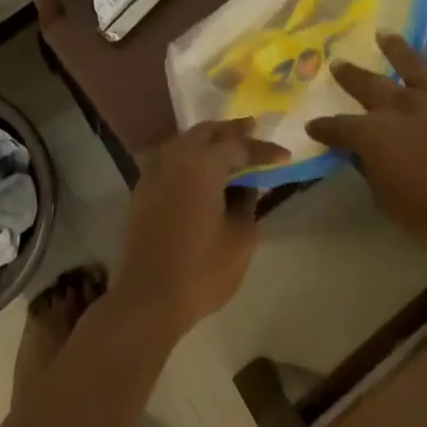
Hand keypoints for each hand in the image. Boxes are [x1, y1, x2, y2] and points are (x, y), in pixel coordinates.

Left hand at [116, 119, 287, 337]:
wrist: (148, 298)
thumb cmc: (202, 269)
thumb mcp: (241, 239)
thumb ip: (247, 204)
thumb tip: (246, 186)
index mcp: (202, 165)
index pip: (238, 146)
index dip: (263, 150)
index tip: (284, 155)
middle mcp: (175, 159)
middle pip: (205, 132)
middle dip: (230, 130)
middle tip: (252, 128)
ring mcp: (153, 173)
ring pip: (182, 142)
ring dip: (206, 139)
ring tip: (227, 145)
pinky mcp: (142, 191)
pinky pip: (168, 159)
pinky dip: (187, 155)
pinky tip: (197, 168)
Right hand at [307, 31, 426, 253]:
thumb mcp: (390, 204)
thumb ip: (373, 174)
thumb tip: (364, 157)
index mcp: (374, 135)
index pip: (339, 128)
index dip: (325, 128)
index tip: (313, 126)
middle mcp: (402, 107)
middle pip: (369, 85)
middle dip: (350, 75)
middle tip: (338, 63)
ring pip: (414, 65)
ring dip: (397, 49)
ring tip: (385, 34)